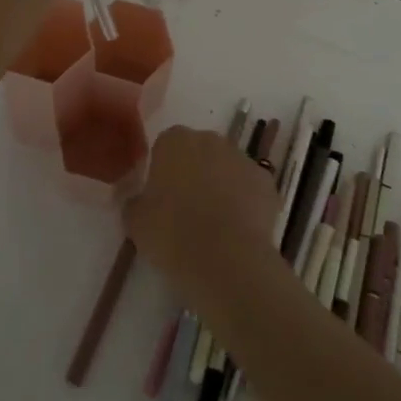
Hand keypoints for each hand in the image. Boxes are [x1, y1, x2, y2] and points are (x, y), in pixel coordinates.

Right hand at [124, 126, 281, 310]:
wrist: (226, 259)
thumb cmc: (172, 234)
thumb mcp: (136, 222)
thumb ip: (134, 202)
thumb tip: (138, 199)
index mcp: (175, 141)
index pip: (165, 145)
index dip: (163, 170)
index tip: (160, 196)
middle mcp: (211, 140)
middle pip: (199, 151)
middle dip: (194, 173)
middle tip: (185, 209)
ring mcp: (243, 159)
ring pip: (227, 168)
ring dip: (221, 186)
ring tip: (214, 224)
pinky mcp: (267, 183)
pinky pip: (250, 188)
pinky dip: (245, 203)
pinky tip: (236, 231)